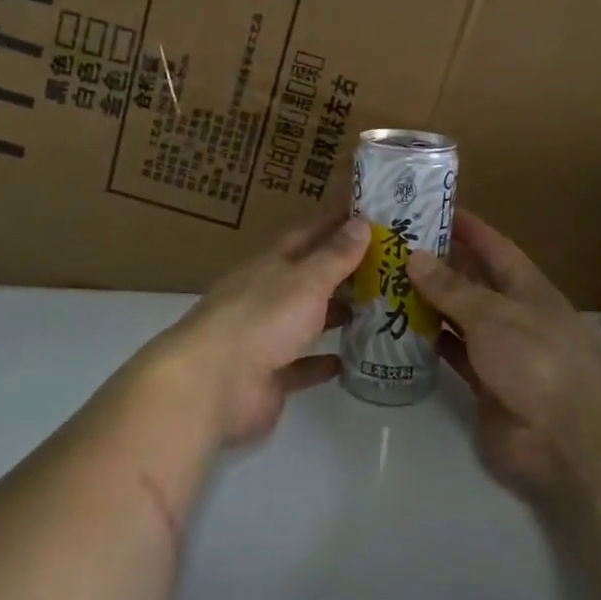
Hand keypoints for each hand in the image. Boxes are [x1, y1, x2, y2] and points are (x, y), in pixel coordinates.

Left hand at [154, 212, 369, 447]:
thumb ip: (334, 256)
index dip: (336, 223)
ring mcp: (265, 336)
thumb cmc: (261, 319)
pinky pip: (301, 365)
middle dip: (343, 271)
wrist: (212, 384)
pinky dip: (322, 362)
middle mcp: (266, 295)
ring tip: (377, 310)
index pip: (307, 234)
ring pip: (306, 320)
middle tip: (387, 266)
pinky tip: (350, 361)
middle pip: (308, 277)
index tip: (370, 215)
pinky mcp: (269, 376)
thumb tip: (361, 221)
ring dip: (335, 314)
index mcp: (270, 264)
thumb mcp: (304, 281)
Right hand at [407, 211, 600, 504]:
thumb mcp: (492, 315)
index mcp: (526, 287)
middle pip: (471, 280)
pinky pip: (451, 353)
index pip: (493, 246)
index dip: (466, 227)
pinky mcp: (484, 383)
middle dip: (436, 263)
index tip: (431, 207)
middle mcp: (512, 313)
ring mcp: (499, 350)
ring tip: (384, 282)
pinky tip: (397, 328)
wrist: (568, 440)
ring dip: (427, 302)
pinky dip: (428, 342)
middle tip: (391, 246)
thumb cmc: (537, 361)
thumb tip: (415, 255)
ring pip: (457, 317)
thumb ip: (451, 288)